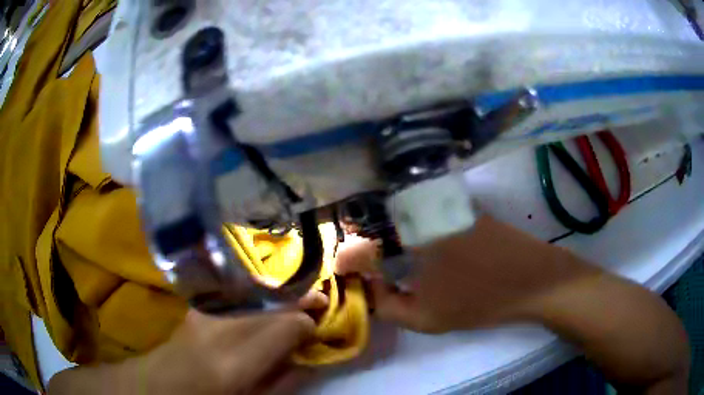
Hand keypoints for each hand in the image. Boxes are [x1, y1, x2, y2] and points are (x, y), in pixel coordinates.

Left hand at [141, 310, 315, 394]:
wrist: (163, 385)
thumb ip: (284, 381)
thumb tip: (309, 359)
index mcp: (234, 363)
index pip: (282, 328)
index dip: (305, 323)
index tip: (318, 324)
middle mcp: (218, 329)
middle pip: (268, 305)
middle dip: (297, 301)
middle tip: (318, 300)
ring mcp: (204, 314)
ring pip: (252, 293)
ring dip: (279, 295)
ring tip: (297, 297)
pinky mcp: (198, 307)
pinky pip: (236, 295)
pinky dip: (257, 295)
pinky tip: (267, 300)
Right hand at [337, 216, 689, 392]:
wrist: (535, 279)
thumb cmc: (481, 299)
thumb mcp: (427, 316)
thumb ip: (387, 305)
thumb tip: (366, 289)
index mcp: (411, 231)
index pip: (362, 234)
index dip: (346, 252)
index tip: (343, 268)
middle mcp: (424, 206)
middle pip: (378, 215)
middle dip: (362, 237)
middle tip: (361, 261)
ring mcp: (446, 202)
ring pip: (401, 209)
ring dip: (386, 228)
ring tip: (383, 253)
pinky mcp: (463, 204)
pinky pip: (424, 209)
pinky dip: (410, 222)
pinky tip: (414, 243)